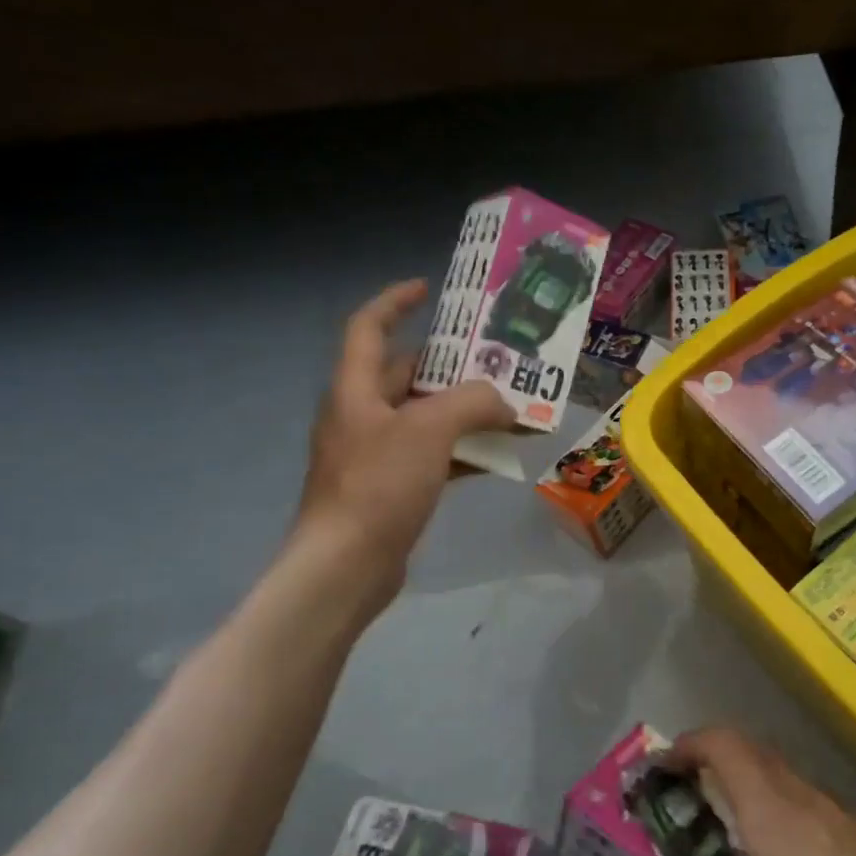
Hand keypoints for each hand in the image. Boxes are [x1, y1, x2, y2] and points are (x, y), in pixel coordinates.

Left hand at [292, 280, 514, 600]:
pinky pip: (433, 455)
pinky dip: (463, 451)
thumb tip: (506, 403)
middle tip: (495, 359)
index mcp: (356, 390)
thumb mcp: (430, 430)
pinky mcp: (391, 488)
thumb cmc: (378, 486)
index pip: (369, 328)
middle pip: (406, 373)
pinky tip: (496, 457)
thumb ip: (473, 402)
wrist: (346, 567)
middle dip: (450, 363)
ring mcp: (376, 454)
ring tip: (509, 406)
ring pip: (426, 417)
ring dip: (464, 411)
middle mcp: (362, 415)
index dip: (395, 301)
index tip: (430, 289)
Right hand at [655, 728, 855, 855]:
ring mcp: (854, 824)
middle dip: (718, 766)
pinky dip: (790, 821)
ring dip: (756, 796)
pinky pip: (821, 815)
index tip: (664, 765)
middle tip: (692, 806)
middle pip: (759, 758)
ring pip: (793, 787)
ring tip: (739, 847)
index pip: (727, 746)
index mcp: (777, 817)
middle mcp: (815, 804)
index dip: (690, 744)